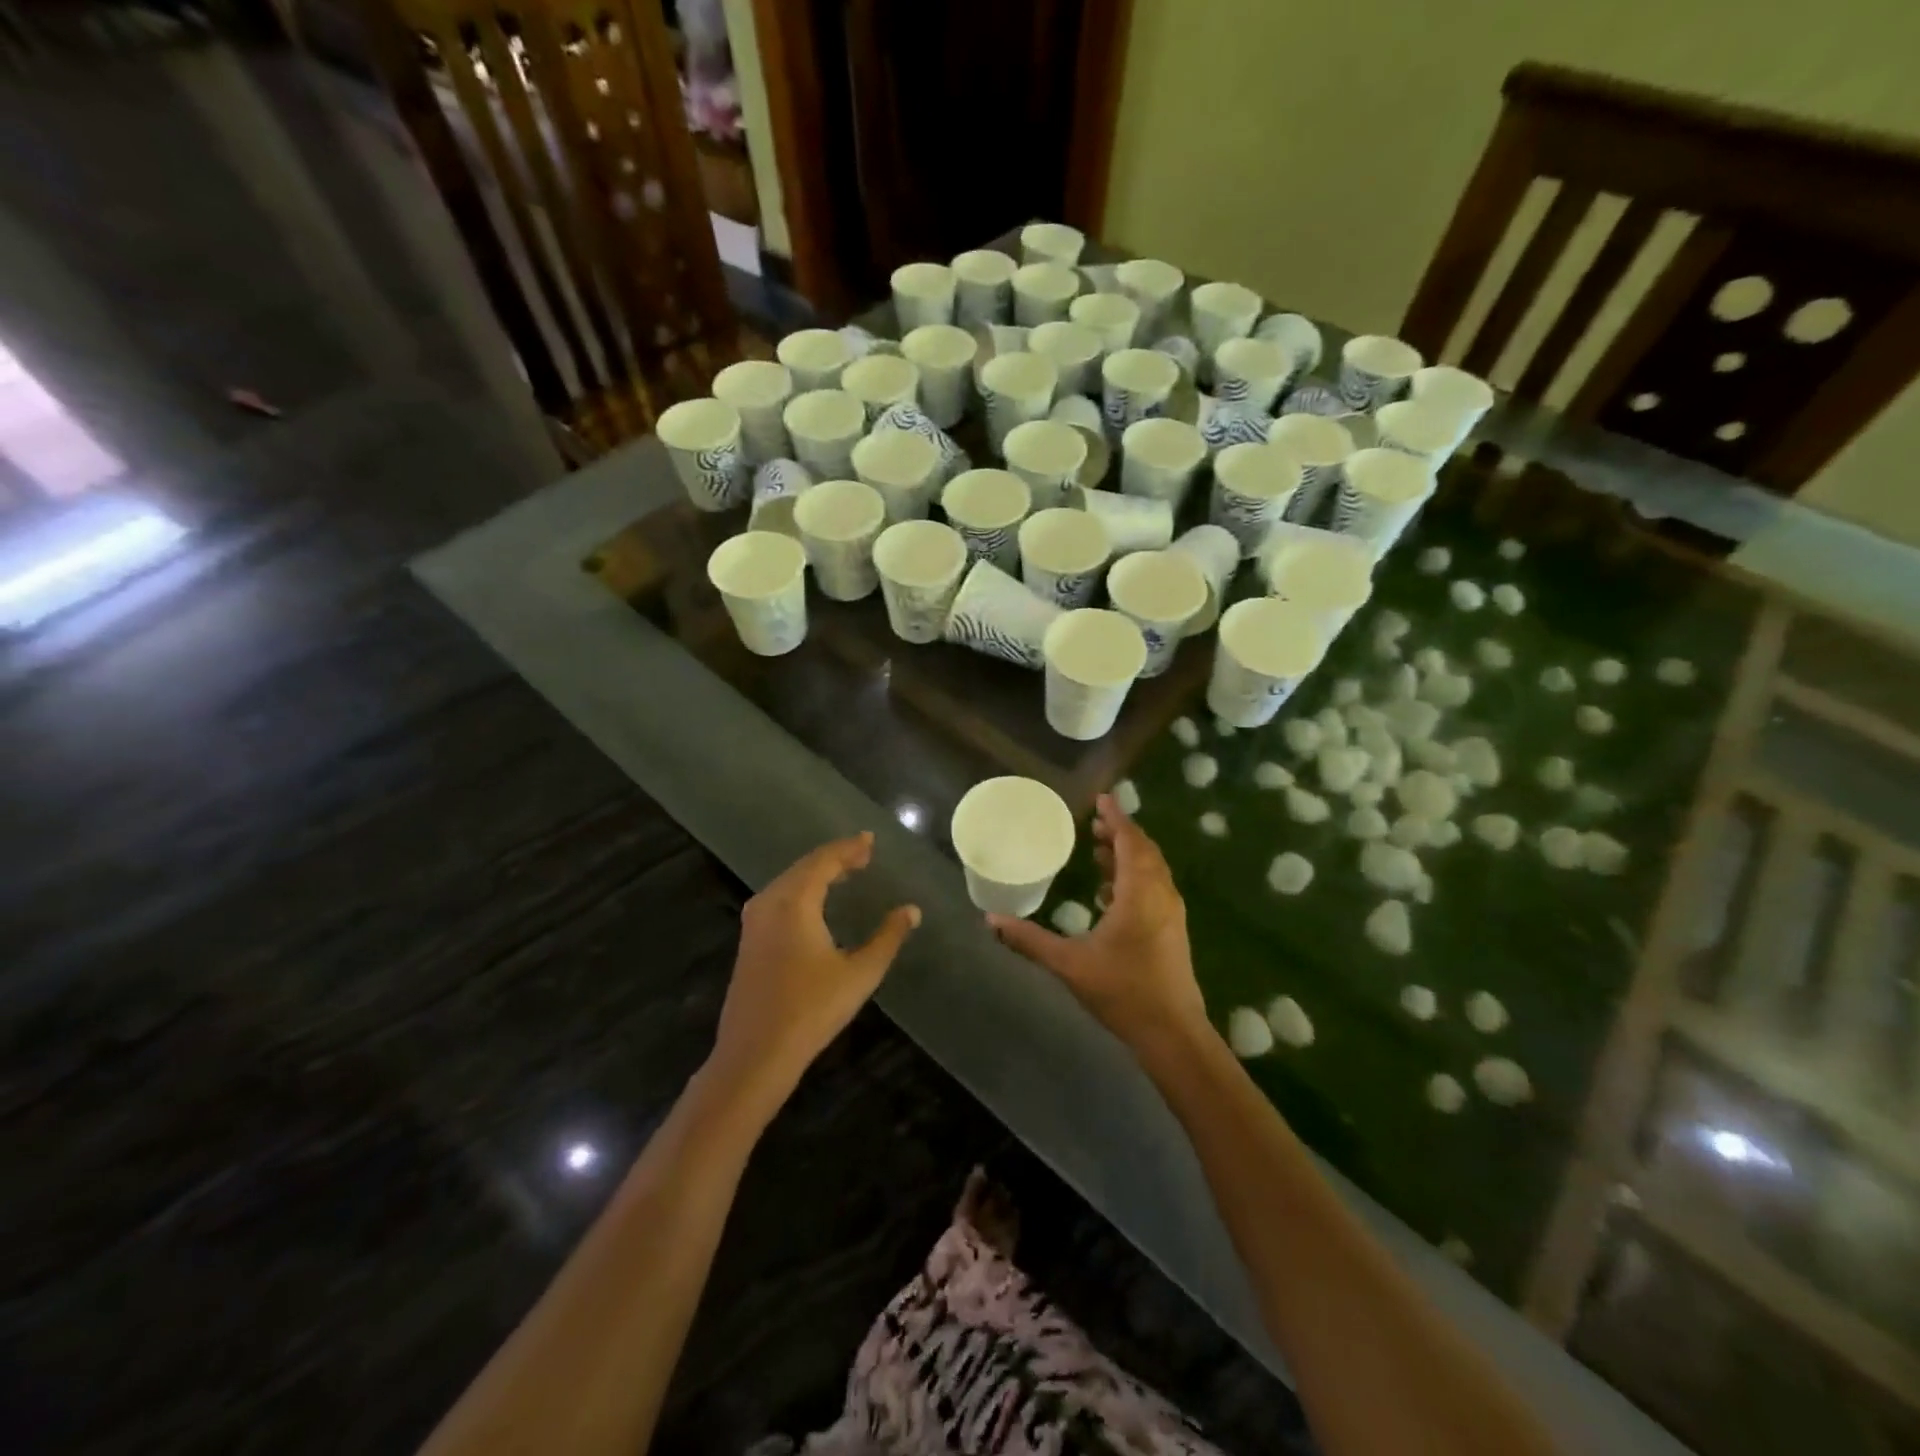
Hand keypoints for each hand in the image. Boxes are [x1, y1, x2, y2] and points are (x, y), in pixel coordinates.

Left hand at [711, 832, 919, 1111]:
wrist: (755, 1054)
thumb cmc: (811, 1010)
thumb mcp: (860, 974)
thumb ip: (887, 937)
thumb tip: (911, 910)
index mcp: (795, 902)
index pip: (824, 861)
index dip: (849, 848)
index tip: (870, 840)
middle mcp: (770, 902)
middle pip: (804, 866)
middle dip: (834, 857)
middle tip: (863, 854)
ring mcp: (754, 922)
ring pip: (789, 881)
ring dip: (817, 872)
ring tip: (845, 872)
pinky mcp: (750, 940)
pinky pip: (779, 897)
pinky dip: (802, 889)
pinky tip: (816, 901)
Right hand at [988, 795, 1207, 1053]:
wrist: (1172, 1033)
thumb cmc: (1122, 991)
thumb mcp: (1069, 964)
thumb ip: (1029, 940)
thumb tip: (990, 920)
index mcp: (1140, 893)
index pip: (1130, 841)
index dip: (1116, 817)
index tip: (1102, 798)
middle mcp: (1160, 895)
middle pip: (1143, 851)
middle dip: (1120, 833)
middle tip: (1095, 821)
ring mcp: (1170, 913)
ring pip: (1151, 870)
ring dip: (1127, 855)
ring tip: (1099, 849)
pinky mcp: (1172, 930)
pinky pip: (1153, 888)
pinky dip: (1133, 878)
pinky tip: (1109, 892)